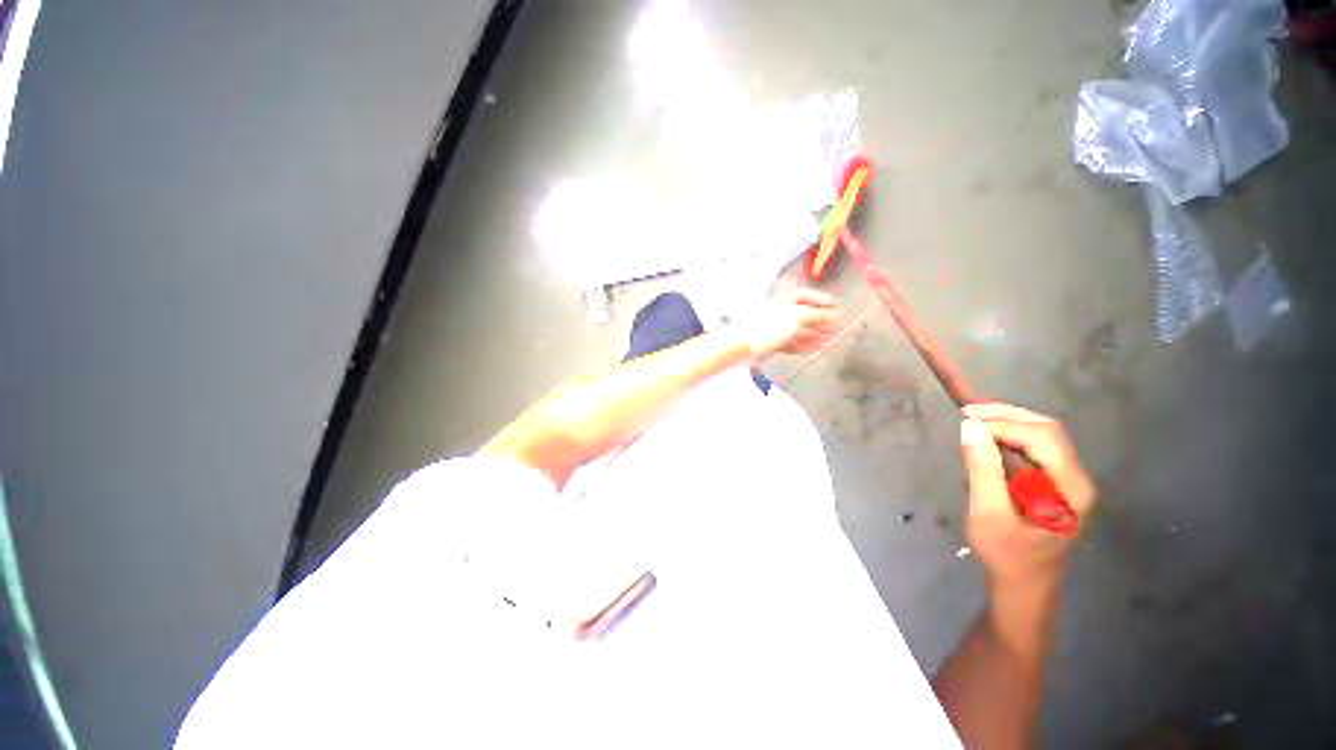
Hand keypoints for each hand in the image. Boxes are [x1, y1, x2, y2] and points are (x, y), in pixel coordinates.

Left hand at [742, 286, 839, 360]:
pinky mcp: (773, 341)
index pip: (807, 295)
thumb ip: (818, 314)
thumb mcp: (798, 316)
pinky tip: (813, 348)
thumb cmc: (768, 326)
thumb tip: (832, 314)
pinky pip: (792, 342)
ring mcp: (776, 327)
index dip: (822, 301)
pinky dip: (803, 344)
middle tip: (835, 327)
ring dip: (814, 335)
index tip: (835, 307)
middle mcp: (781, 311)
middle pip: (804, 314)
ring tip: (827, 341)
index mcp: (785, 298)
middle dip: (820, 321)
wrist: (746, 345)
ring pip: (799, 330)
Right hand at [959, 403, 1095, 589]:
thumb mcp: (988, 514)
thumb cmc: (1007, 555)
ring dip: (1008, 422)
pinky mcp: (1054, 484)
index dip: (1004, 425)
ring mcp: (1068, 481)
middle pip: (1047, 431)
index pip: (1043, 439)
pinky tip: (987, 436)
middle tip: (967, 412)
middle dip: (1007, 416)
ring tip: (973, 418)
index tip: (965, 422)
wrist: (1024, 586)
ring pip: (1043, 436)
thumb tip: (969, 427)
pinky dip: (1010, 436)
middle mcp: (1077, 479)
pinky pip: (1035, 448)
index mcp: (1070, 489)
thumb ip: (981, 469)